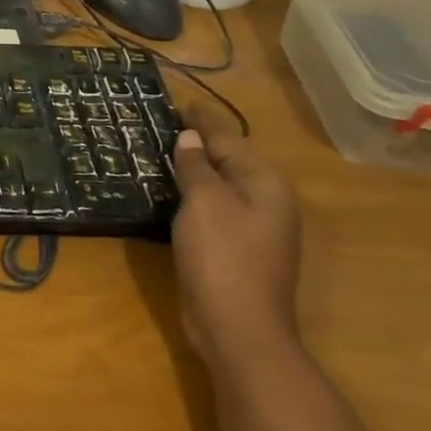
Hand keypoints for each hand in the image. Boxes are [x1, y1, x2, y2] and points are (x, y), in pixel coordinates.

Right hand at [170, 104, 301, 370]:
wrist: (238, 328)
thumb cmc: (223, 256)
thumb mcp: (204, 202)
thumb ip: (195, 166)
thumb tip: (189, 138)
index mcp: (265, 183)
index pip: (228, 138)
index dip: (202, 120)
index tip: (181, 101)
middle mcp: (266, 201)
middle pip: (228, 160)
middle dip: (199, 142)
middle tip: (164, 122)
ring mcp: (254, 228)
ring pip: (220, 185)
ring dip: (194, 168)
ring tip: (163, 149)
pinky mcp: (236, 249)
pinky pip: (213, 207)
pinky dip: (194, 194)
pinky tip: (172, 190)